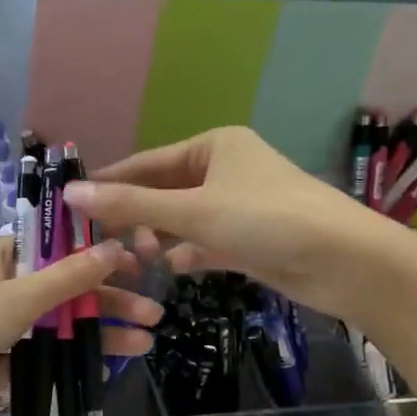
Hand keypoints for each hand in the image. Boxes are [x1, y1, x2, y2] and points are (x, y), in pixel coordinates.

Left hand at [0, 237, 160, 415]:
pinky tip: (99, 369)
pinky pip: (32, 356)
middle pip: (62, 291)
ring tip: (141, 345)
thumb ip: (65, 278)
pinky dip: (63, 361)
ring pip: (51, 326)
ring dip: (92, 335)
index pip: (60, 250)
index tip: (141, 268)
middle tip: (153, 317)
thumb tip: (113, 246)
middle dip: (106, 303)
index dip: (102, 258)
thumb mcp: (11, 300)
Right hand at [63, 125, 382, 321]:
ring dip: (160, 238)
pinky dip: (188, 254)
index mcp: (213, 146)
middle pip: (163, 192)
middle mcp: (224, 170)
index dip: (111, 183)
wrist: (345, 261)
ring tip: (137, 261)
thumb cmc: (267, 219)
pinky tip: (172, 269)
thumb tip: (71, 193)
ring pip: (183, 220)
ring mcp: (238, 205)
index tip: (74, 204)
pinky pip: (205, 242)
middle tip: (104, 244)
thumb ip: (132, 204)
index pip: (147, 162)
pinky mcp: (249, 239)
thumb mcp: (194, 210)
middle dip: (137, 217)